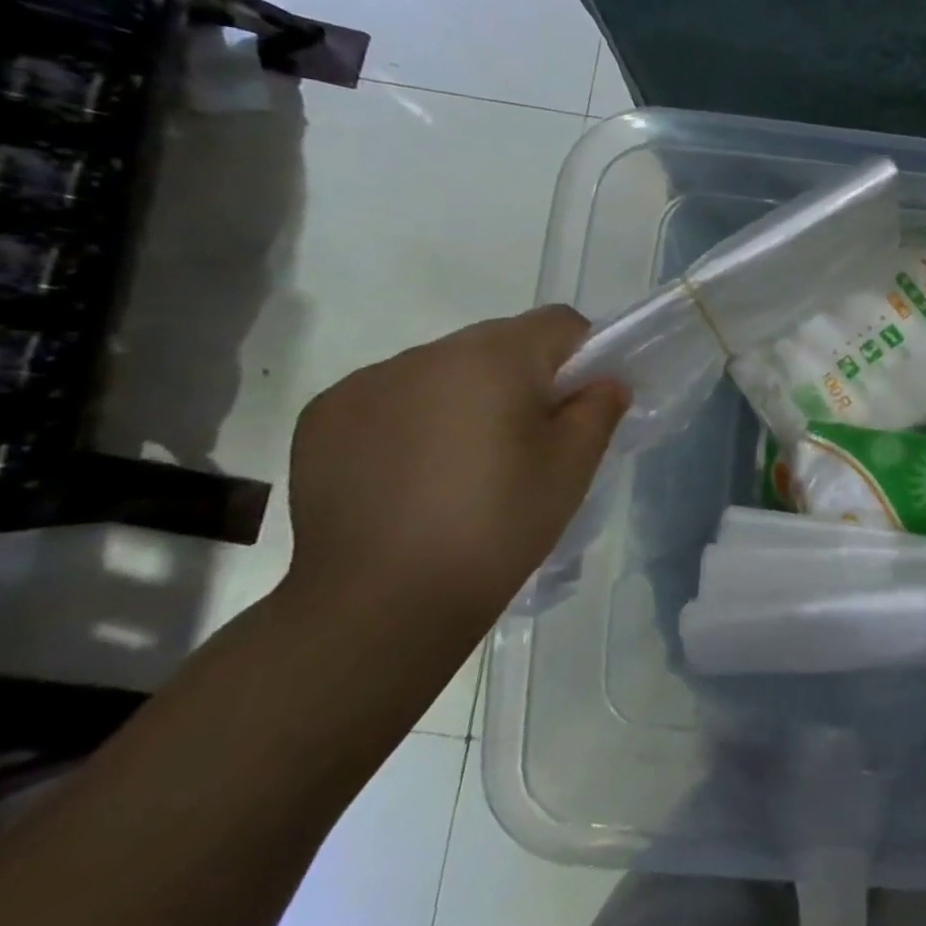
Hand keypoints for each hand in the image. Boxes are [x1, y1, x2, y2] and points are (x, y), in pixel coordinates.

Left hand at [281, 305, 627, 643]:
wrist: (382, 602)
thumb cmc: (498, 524)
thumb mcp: (573, 466)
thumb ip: (598, 408)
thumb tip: (603, 383)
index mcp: (494, 356)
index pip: (559, 323)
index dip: (582, 356)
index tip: (577, 405)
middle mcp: (427, 353)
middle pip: (497, 344)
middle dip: (520, 379)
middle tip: (525, 444)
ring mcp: (367, 383)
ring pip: (441, 371)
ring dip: (463, 398)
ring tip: (461, 467)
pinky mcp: (323, 417)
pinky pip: (389, 398)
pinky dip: (411, 421)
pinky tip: (411, 477)